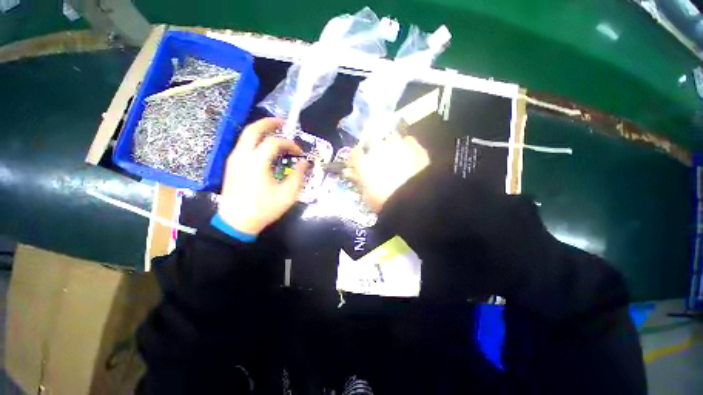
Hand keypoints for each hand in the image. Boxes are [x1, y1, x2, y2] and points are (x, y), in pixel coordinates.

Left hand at [218, 118, 309, 234]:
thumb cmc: (263, 209)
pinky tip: (264, 148)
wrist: (236, 223)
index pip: (274, 143)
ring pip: (245, 136)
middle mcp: (242, 156)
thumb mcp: (287, 194)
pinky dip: (255, 140)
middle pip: (253, 130)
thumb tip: (305, 163)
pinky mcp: (231, 166)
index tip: (299, 152)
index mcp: (256, 162)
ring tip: (275, 132)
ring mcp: (233, 160)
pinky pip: (243, 145)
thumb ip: (298, 176)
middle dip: (268, 123)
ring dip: (261, 130)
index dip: (290, 144)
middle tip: (283, 123)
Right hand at [350, 132, 429, 211]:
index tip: (361, 161)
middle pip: (372, 140)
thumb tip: (352, 173)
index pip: (355, 153)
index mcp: (363, 163)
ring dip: (391, 144)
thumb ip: (360, 181)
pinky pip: (408, 140)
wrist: (412, 199)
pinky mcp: (414, 146)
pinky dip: (408, 146)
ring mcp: (396, 145)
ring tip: (397, 155)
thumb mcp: (367, 195)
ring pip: (391, 137)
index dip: (358, 157)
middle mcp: (377, 149)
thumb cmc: (384, 202)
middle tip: (380, 158)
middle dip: (375, 147)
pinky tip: (410, 154)